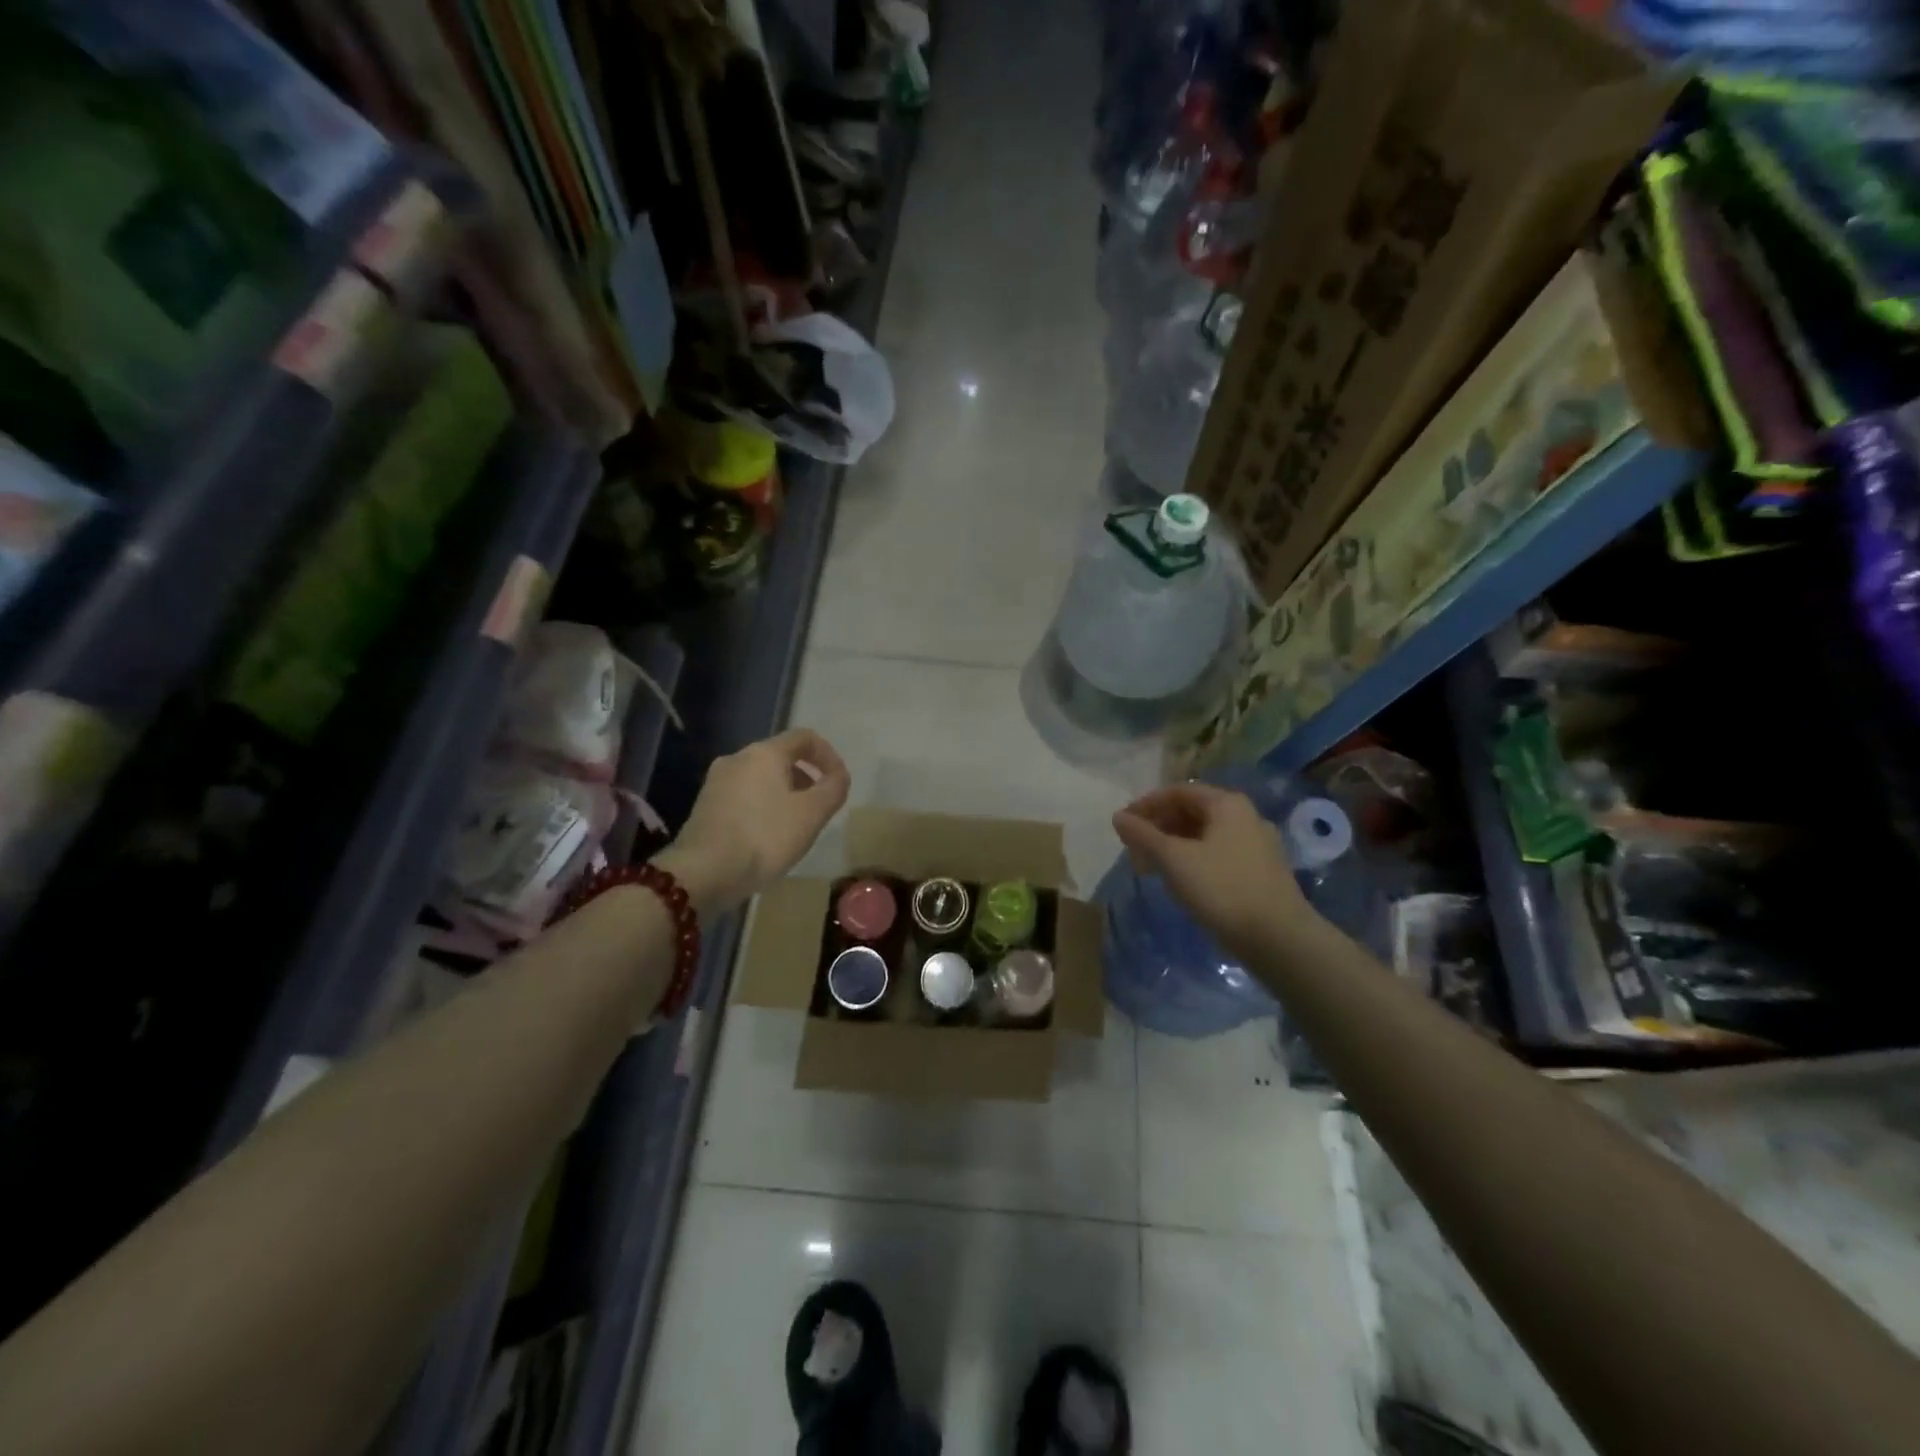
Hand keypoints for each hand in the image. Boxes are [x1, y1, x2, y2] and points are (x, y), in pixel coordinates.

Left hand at [661, 728, 849, 909]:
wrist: (703, 872)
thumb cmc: (764, 837)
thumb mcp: (812, 814)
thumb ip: (833, 789)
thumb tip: (838, 777)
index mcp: (764, 753)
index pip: (805, 738)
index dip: (829, 755)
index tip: (839, 782)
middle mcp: (737, 758)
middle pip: (781, 757)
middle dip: (806, 777)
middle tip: (819, 807)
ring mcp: (716, 782)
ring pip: (761, 777)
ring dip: (785, 793)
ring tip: (795, 825)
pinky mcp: (705, 806)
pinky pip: (743, 796)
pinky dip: (763, 806)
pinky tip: (767, 836)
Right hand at [1112, 783, 1318, 956]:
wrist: (1279, 939)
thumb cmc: (1223, 889)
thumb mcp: (1175, 860)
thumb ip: (1143, 835)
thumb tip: (1118, 817)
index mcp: (1227, 804)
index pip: (1178, 792)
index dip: (1146, 805)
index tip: (1123, 825)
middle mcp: (1246, 816)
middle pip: (1192, 811)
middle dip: (1159, 826)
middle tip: (1133, 848)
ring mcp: (1257, 845)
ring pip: (1205, 835)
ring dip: (1173, 845)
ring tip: (1151, 867)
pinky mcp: (1260, 871)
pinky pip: (1218, 854)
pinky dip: (1193, 860)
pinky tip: (1180, 881)